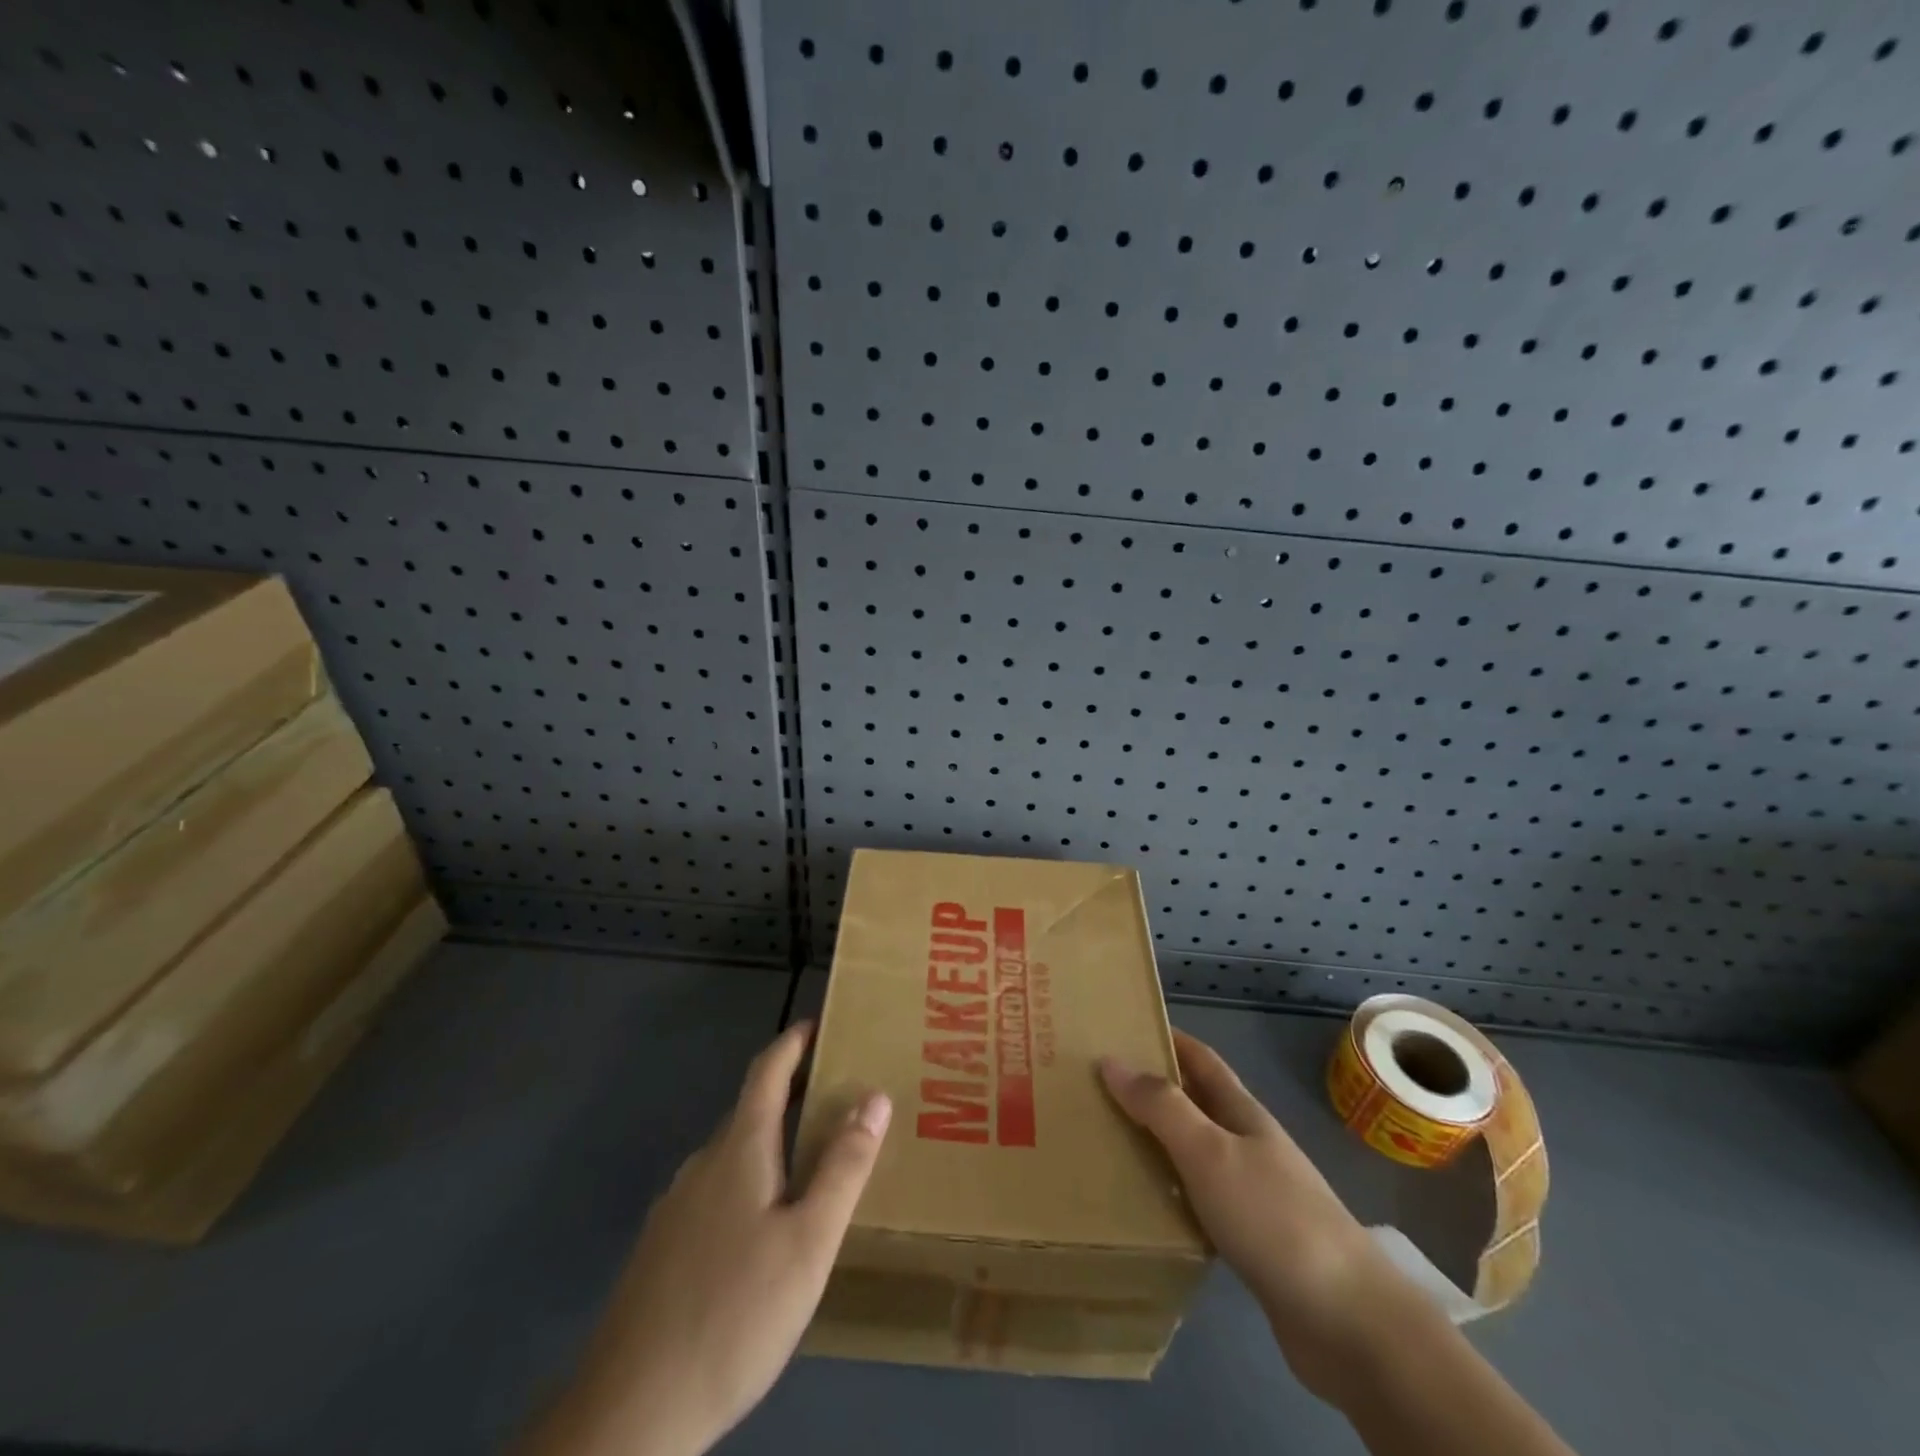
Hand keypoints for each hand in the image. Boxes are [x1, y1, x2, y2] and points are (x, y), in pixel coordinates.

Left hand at [520, 1022, 890, 1455]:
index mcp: (738, 1150)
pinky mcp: (661, 1250)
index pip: (767, 1071)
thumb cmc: (736, 1312)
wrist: (631, 1412)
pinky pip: (715, 1192)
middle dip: (791, 1094)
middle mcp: (702, 1165)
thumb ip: (844, 1167)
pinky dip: (749, 1181)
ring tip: (810, 1161)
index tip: (818, 1024)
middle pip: (750, 1111)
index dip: (793, 1042)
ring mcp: (675, 1208)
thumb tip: (875, 1096)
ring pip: (732, 1156)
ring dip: (771, 1142)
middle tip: (836, 1097)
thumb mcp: (810, 1241)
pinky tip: (764, 1229)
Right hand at [1100, 1030, 1410, 1401]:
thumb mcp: (1210, 1152)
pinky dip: (1173, 1194)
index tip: (1124, 1028)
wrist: (1350, 1323)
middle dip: (1154, 1091)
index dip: (1167, 1039)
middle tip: (1099, 1089)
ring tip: (1109, 1143)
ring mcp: (1256, 1195)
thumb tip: (1112, 1060)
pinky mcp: (1254, 1243)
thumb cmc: (1274, 1218)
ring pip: (1197, 1154)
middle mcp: (1250, 1145)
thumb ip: (1161, 1107)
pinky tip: (1147, 1208)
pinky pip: (1202, 1202)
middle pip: (1197, 1104)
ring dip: (1159, 1144)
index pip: (1201, 1060)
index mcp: (1243, 1114)